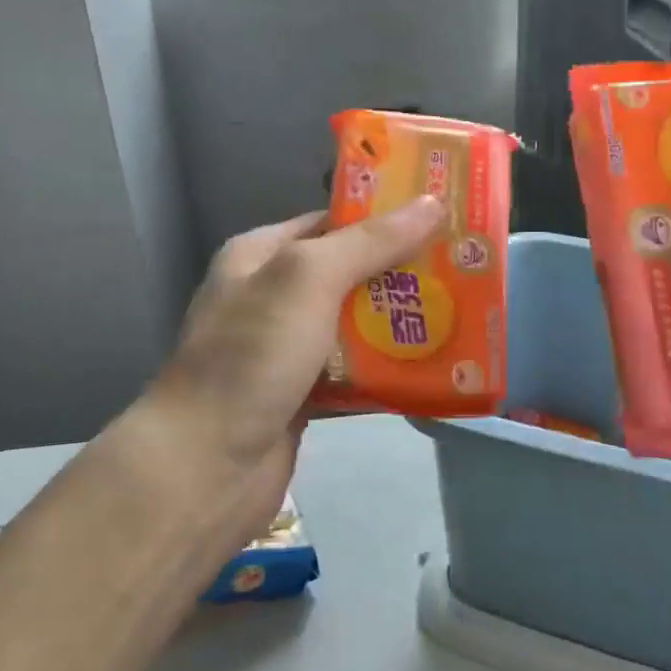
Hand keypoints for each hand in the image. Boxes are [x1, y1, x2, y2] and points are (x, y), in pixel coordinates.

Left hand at [143, 197, 444, 556]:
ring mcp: (287, 349)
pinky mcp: (304, 394)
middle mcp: (273, 297)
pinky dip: (388, 368)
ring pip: (357, 324)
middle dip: (403, 272)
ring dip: (401, 322)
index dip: (385, 216)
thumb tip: (431, 204)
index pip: (333, 221)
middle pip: (351, 272)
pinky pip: (356, 371)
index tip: (440, 215)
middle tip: (463, 267)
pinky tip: (432, 366)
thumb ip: (370, 242)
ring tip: (460, 313)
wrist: (207, 466)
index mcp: (262, 255)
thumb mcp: (308, 279)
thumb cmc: (253, 356)